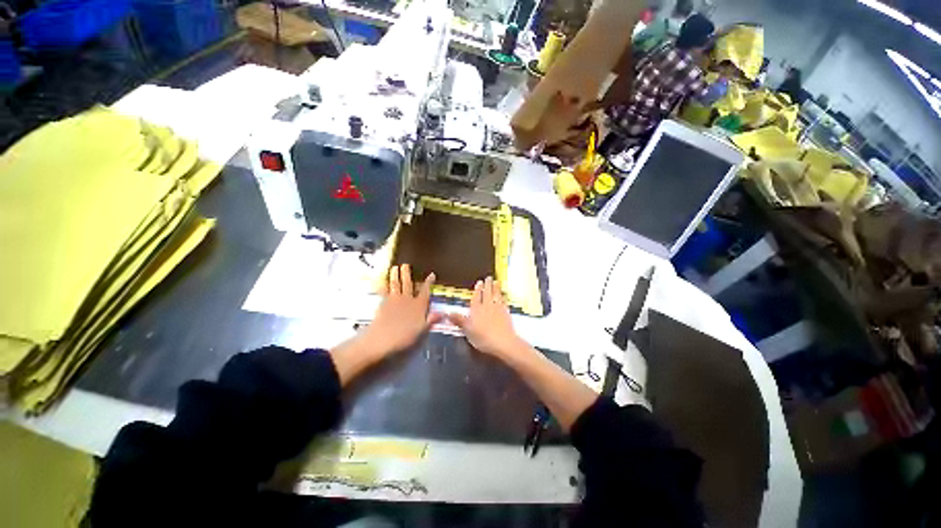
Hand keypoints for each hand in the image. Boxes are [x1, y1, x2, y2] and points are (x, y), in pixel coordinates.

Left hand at [361, 264, 442, 357]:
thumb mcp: (422, 330)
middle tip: (406, 265)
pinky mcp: (383, 303)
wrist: (382, 338)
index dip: (428, 283)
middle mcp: (407, 300)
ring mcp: (394, 300)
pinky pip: (383, 291)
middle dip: (407, 274)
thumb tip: (443, 313)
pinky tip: (381, 282)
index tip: (431, 274)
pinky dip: (382, 285)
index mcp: (418, 306)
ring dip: (395, 275)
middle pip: (408, 284)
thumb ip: (431, 320)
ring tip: (394, 267)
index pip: (425, 292)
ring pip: (395, 284)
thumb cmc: (405, 336)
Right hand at [447, 276, 525, 358]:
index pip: (476, 297)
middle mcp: (486, 306)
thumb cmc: (482, 337)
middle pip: (486, 293)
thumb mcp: (467, 330)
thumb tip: (447, 312)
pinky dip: (502, 295)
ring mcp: (497, 308)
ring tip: (496, 281)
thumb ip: (458, 320)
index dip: (477, 289)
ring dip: (495, 287)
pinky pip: (503, 300)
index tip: (479, 282)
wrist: (502, 341)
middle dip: (487, 285)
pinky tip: (503, 294)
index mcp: (476, 310)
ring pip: (495, 294)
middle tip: (488, 277)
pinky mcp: (506, 312)